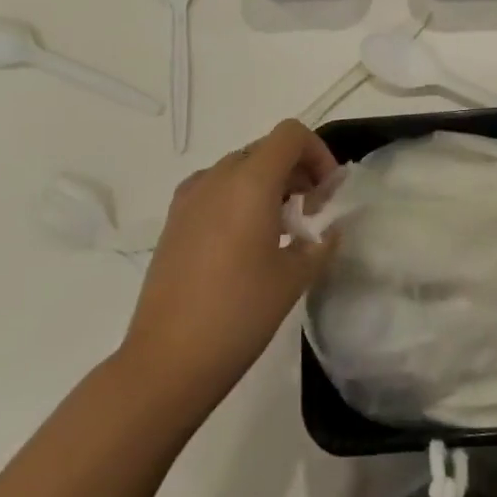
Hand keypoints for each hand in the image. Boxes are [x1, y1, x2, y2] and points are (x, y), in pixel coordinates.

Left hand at [120, 120, 338, 414]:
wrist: (166, 362)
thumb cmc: (238, 315)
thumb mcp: (293, 278)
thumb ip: (319, 242)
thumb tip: (329, 228)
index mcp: (250, 181)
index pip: (291, 134)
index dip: (318, 153)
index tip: (327, 193)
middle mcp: (217, 176)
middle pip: (266, 149)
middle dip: (296, 170)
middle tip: (312, 212)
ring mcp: (190, 196)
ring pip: (240, 168)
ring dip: (268, 184)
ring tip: (282, 229)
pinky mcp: (174, 220)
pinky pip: (215, 189)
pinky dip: (239, 198)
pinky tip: (245, 242)